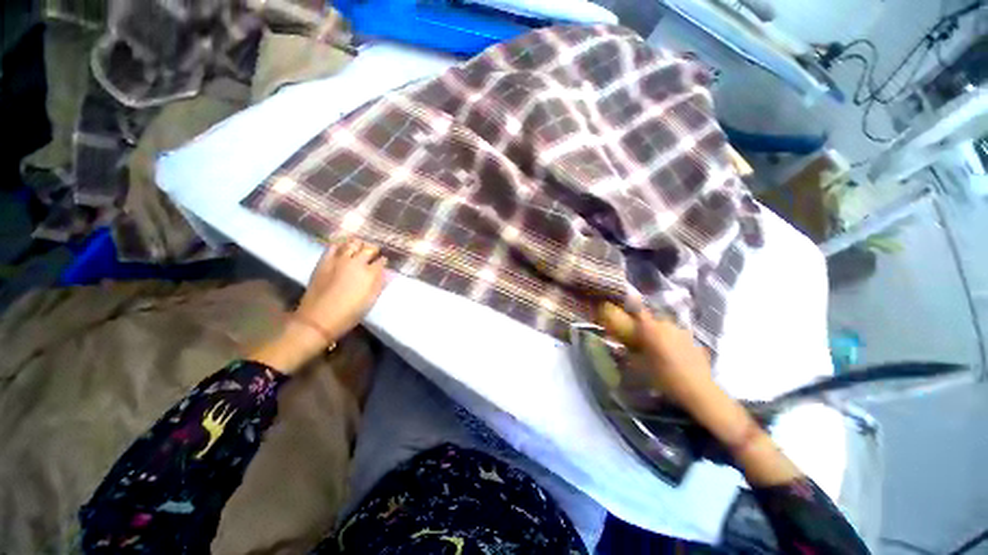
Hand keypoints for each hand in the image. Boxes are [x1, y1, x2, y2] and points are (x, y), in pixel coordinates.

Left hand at [296, 237, 387, 343]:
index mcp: (371, 274)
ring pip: (352, 243)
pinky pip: (333, 246)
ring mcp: (339, 260)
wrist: (319, 319)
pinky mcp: (324, 261)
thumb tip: (384, 273)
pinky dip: (340, 245)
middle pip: (369, 248)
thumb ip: (379, 284)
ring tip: (359, 248)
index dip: (383, 261)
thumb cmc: (349, 313)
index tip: (383, 263)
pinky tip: (342, 249)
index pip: (382, 261)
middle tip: (373, 253)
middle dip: (373, 250)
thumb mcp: (371, 300)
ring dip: (358, 245)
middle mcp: (357, 263)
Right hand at [598, 302, 716, 407]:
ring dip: (661, 333)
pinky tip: (674, 355)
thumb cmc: (663, 376)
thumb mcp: (639, 366)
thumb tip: (620, 347)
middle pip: (653, 319)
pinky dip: (673, 342)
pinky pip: (678, 337)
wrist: (697, 389)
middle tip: (642, 336)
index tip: (627, 300)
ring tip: (659, 347)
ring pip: (667, 328)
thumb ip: (629, 353)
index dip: (631, 303)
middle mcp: (667, 325)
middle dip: (647, 325)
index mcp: (651, 328)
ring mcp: (683, 332)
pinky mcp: (694, 341)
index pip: (638, 309)